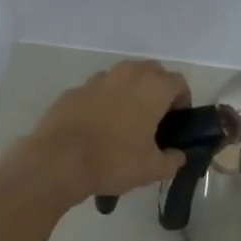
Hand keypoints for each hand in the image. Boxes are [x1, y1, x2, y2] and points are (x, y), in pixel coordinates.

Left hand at [26, 59, 189, 205]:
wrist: (59, 161)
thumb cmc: (114, 161)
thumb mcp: (152, 169)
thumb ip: (172, 160)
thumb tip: (177, 156)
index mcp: (152, 88)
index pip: (178, 82)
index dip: (182, 100)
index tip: (176, 121)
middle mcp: (126, 75)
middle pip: (151, 71)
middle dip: (157, 89)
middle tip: (154, 118)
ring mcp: (96, 80)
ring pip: (122, 77)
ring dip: (129, 92)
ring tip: (124, 122)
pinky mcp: (73, 91)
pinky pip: (96, 91)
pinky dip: (102, 102)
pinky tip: (97, 127)